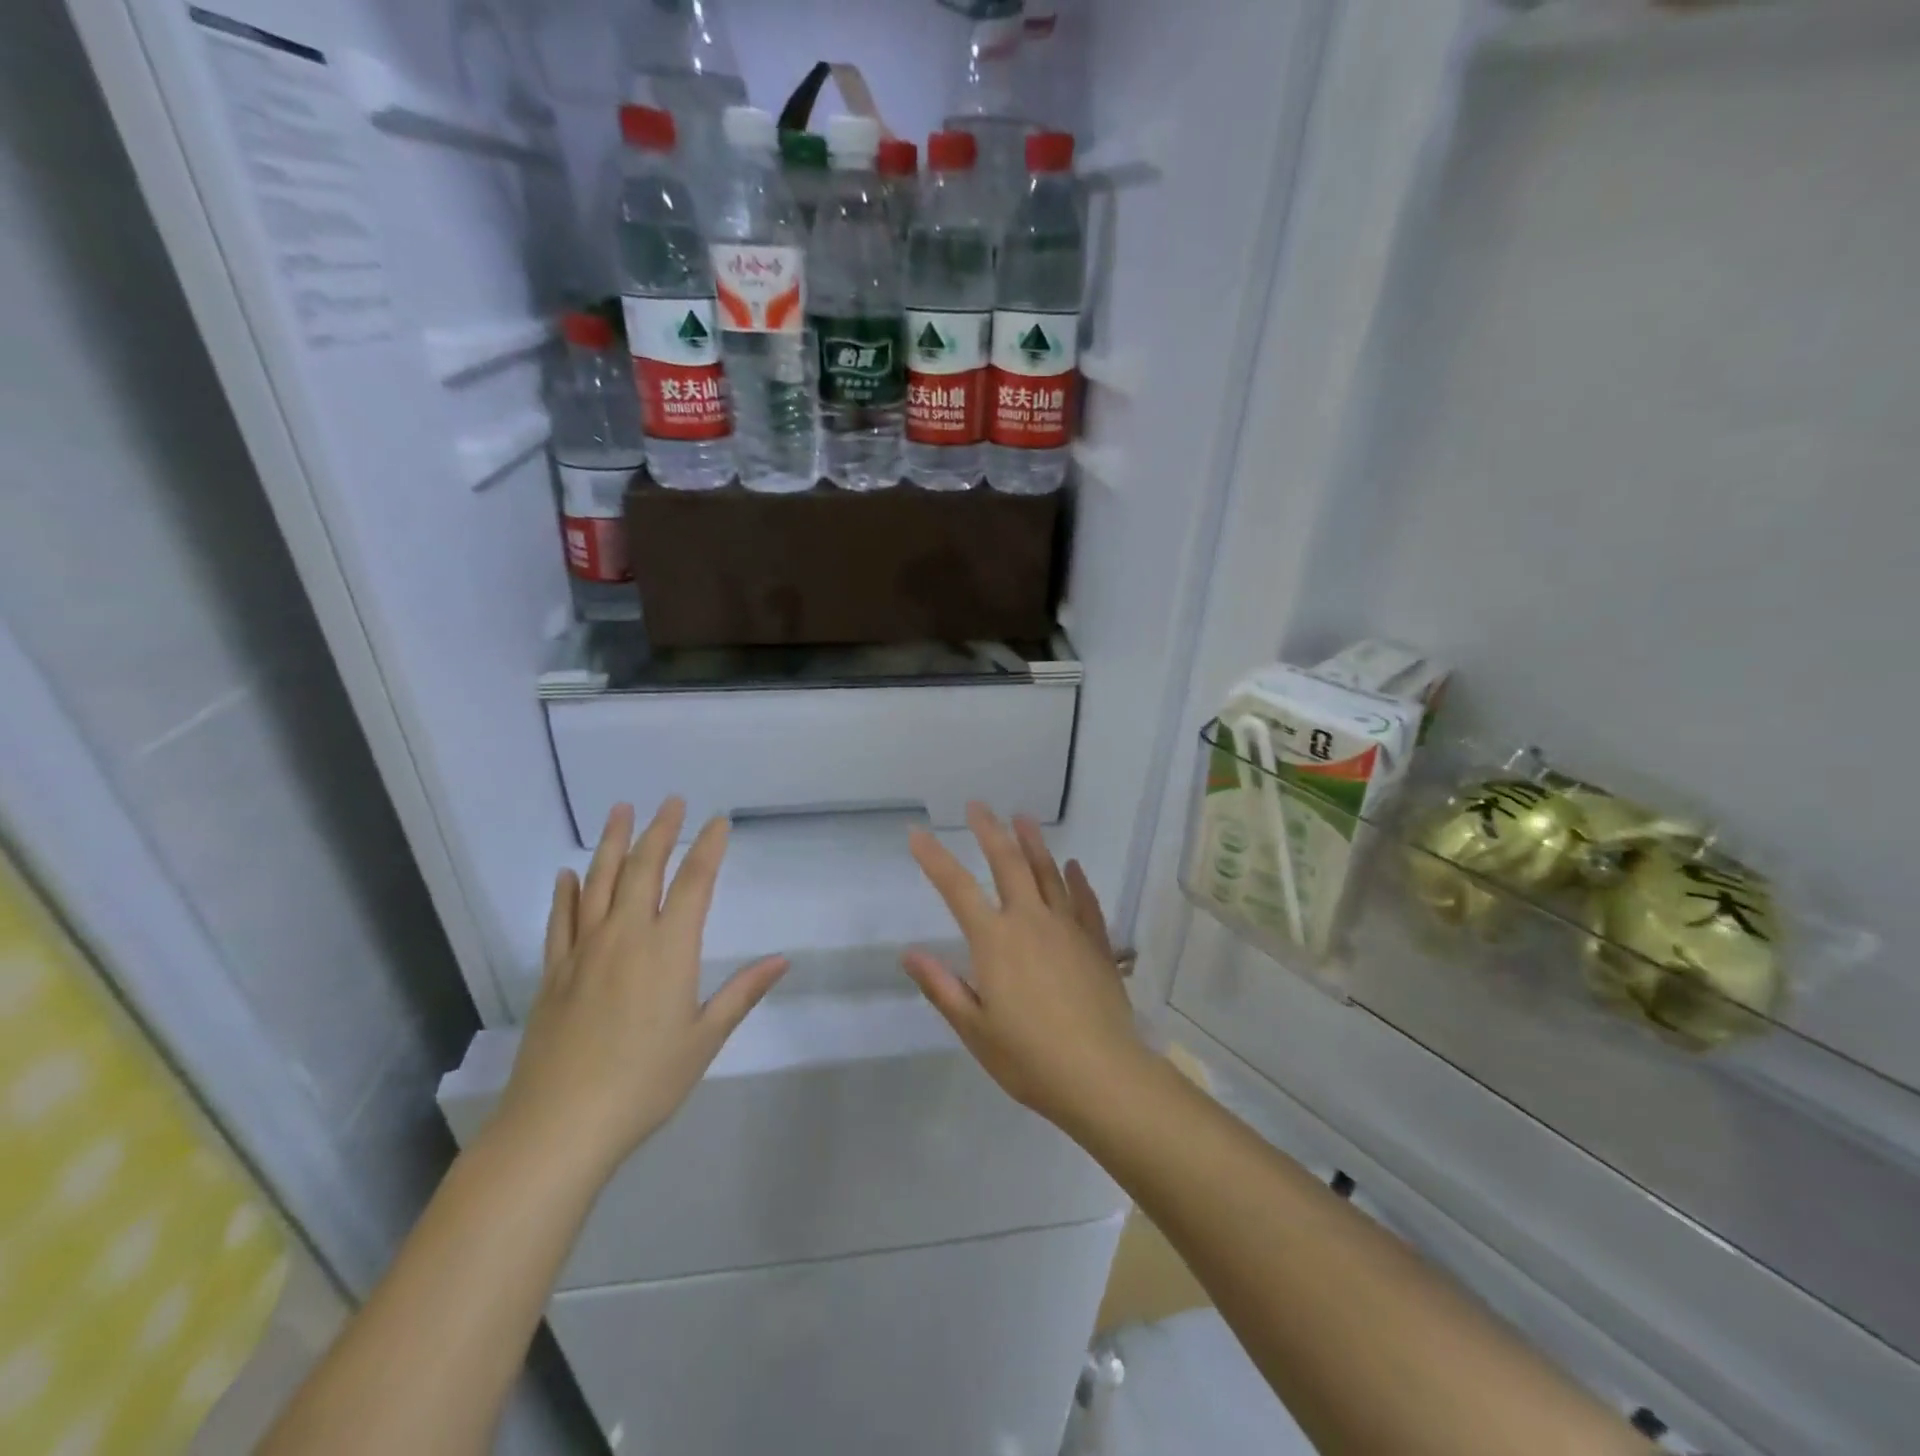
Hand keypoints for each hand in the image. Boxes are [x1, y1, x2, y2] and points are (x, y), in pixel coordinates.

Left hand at [494, 800, 787, 1182]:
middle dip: (661, 831)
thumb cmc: (645, 1082)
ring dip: (612, 843)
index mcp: (669, 949)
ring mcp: (584, 952)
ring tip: (621, 810)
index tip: (718, 821)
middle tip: (671, 801)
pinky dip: (565, 893)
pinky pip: (560, 920)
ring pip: (598, 883)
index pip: (694, 882)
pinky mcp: (554, 973)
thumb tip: (782, 959)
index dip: (708, 848)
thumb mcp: (704, 1039)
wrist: (560, 1125)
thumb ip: (742, 993)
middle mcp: (625, 937)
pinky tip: (567, 874)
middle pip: (644, 869)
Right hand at [904, 805, 1150, 1132]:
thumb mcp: (974, 1028)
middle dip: (990, 831)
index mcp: (995, 941)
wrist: (1101, 1074)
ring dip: (1034, 843)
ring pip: (1048, 873)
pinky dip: (1077, 881)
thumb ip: (942, 986)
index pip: (957, 889)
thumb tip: (909, 953)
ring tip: (1023, 817)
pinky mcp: (1096, 943)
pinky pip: (1085, 902)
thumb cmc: (1029, 1058)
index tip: (917, 833)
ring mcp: (1068, 928)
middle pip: (1008, 864)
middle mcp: (1031, 921)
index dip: (934, 858)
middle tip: (978, 806)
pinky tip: (1074, 866)